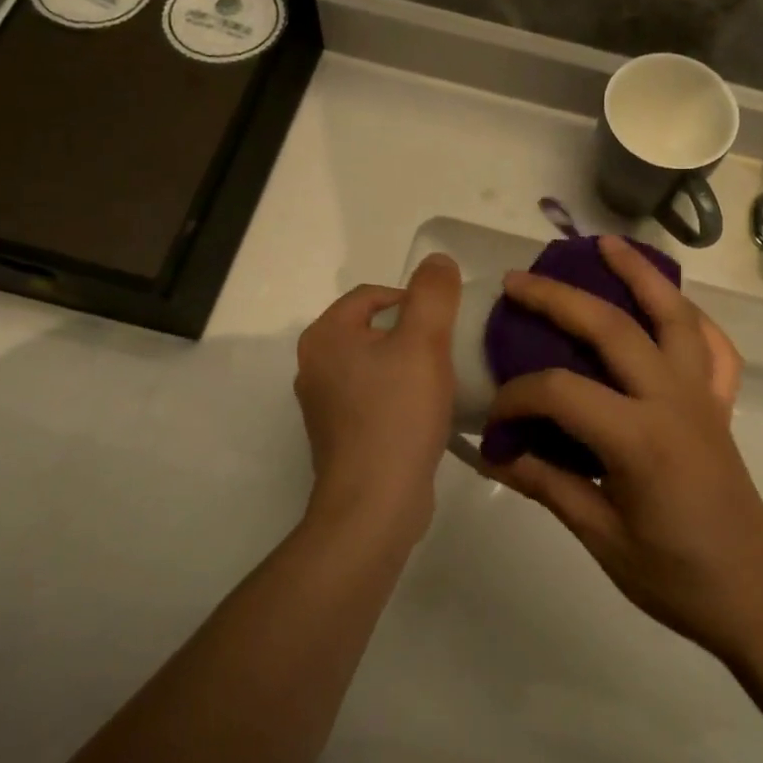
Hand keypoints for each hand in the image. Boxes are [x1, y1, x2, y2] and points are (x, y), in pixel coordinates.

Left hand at [294, 254, 461, 536]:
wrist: (375, 503)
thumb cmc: (397, 415)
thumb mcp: (424, 342)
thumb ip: (433, 294)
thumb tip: (436, 260)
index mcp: (325, 336)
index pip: (372, 295)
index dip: (413, 299)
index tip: (447, 323)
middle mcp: (314, 366)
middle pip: (372, 330)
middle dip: (411, 334)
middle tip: (448, 350)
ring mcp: (323, 405)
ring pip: (374, 366)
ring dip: (406, 366)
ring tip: (441, 381)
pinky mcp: (339, 436)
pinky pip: (373, 399)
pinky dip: (398, 397)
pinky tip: (424, 414)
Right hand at [483, 236, 762, 658]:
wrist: (754, 592)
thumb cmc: (675, 576)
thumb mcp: (600, 536)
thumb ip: (546, 484)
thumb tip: (492, 454)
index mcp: (639, 439)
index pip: (561, 392)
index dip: (517, 398)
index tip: (494, 420)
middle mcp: (673, 401)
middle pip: (612, 328)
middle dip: (560, 299)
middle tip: (519, 281)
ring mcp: (703, 396)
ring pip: (673, 316)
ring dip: (639, 275)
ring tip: (607, 245)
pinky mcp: (720, 403)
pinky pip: (713, 346)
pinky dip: (692, 317)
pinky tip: (671, 305)